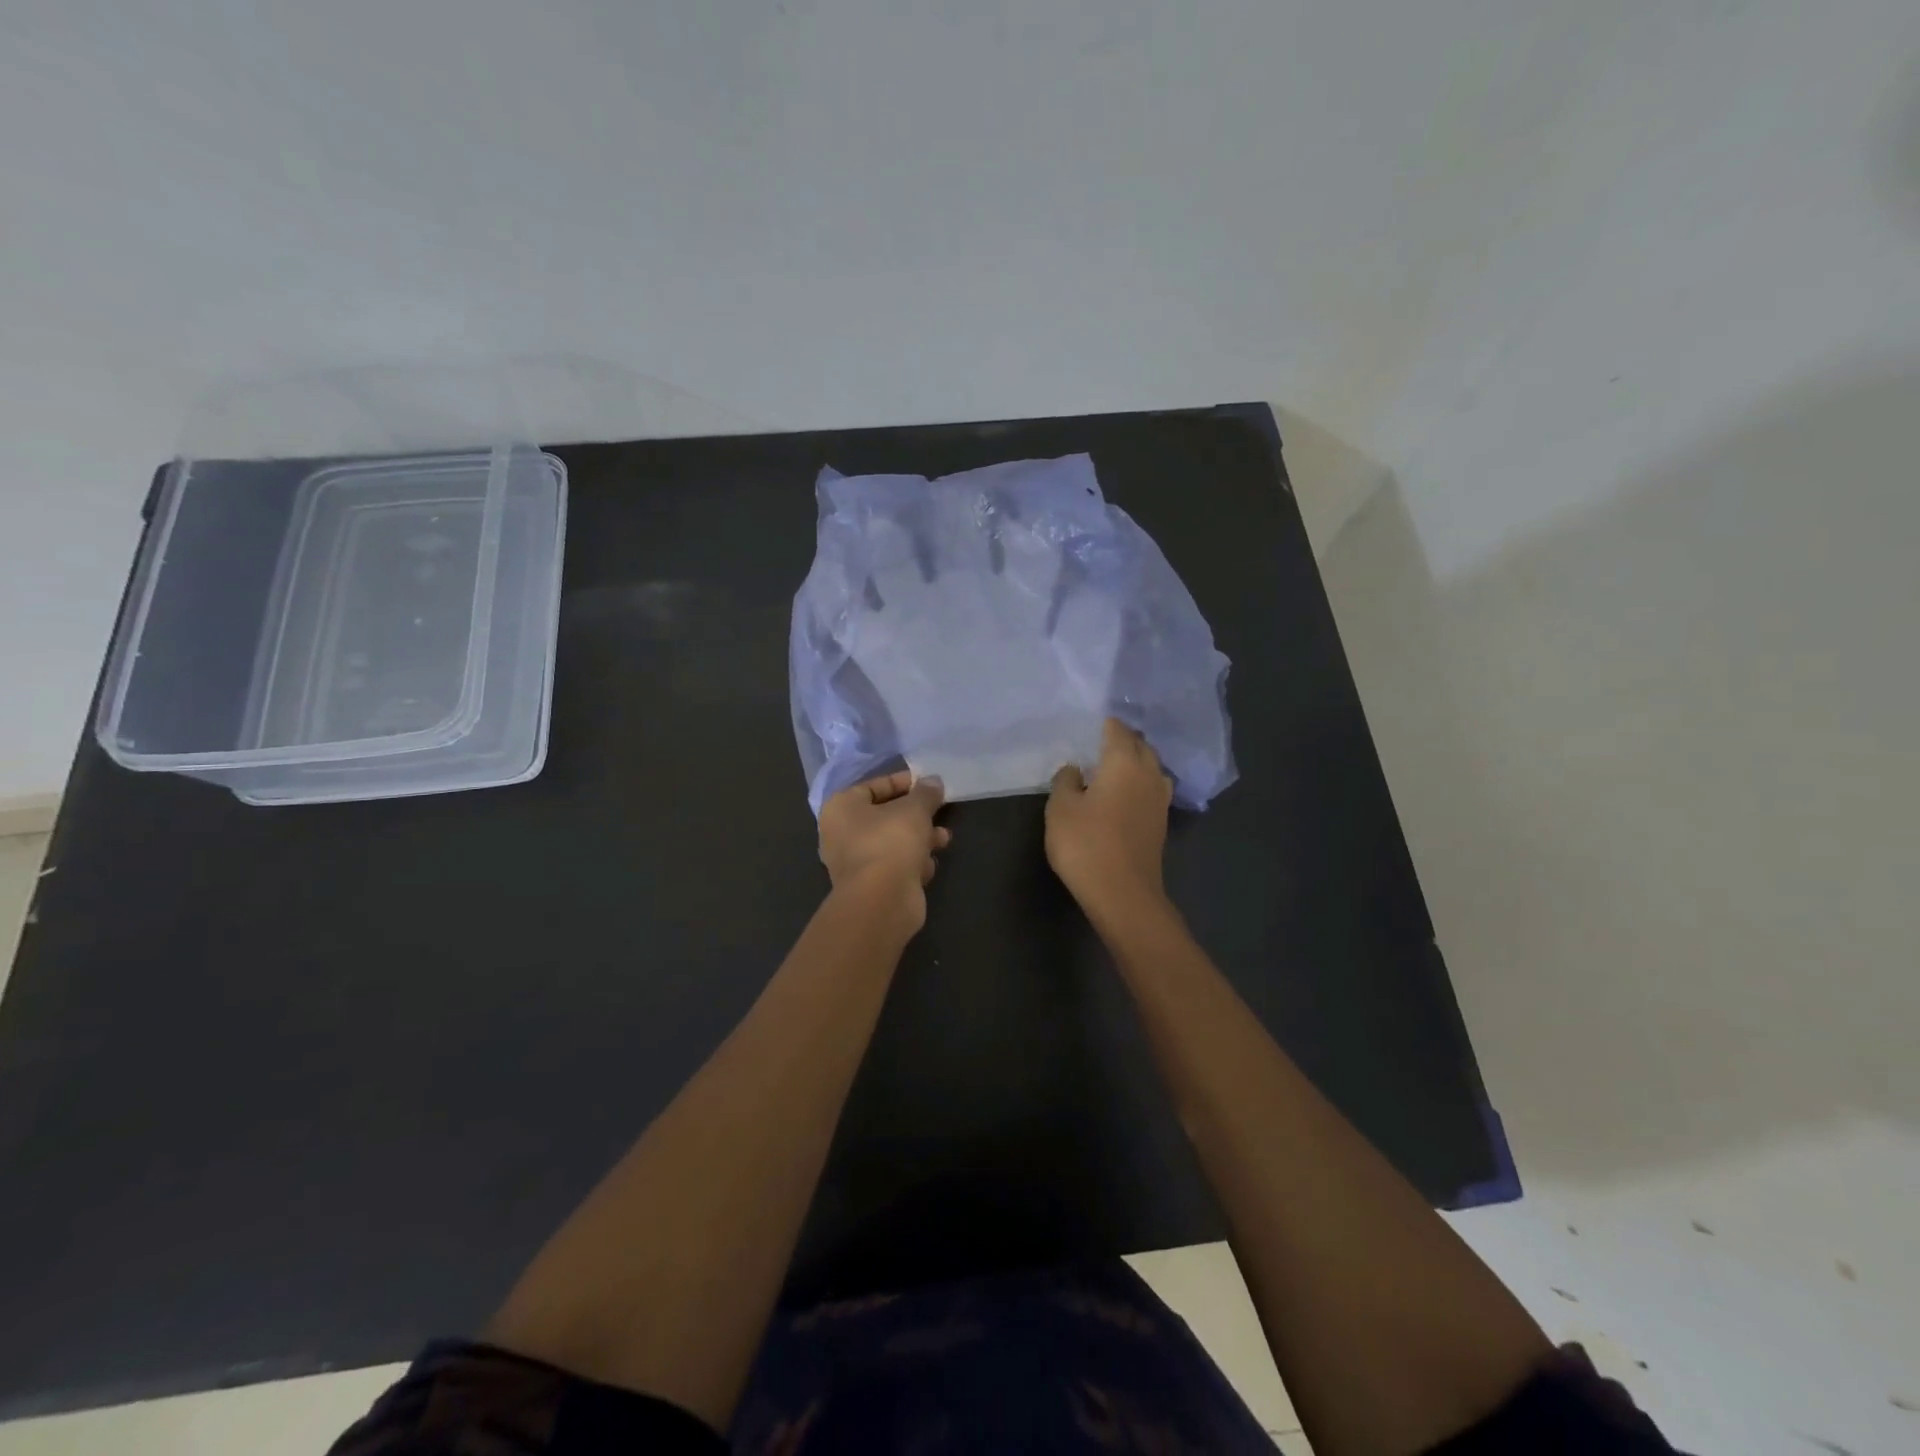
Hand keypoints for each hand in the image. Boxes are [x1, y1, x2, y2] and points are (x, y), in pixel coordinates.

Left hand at [819, 771, 950, 924]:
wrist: (882, 901)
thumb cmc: (891, 842)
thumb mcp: (914, 809)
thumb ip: (925, 792)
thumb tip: (933, 781)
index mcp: (841, 808)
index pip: (873, 786)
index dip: (903, 782)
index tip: (929, 784)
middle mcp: (841, 834)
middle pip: (885, 816)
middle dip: (916, 815)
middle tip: (940, 811)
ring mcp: (855, 863)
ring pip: (893, 842)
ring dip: (920, 839)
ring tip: (943, 839)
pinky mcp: (871, 886)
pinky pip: (895, 866)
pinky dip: (912, 864)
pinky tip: (928, 867)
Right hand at [1047, 719, 1172, 920]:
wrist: (1123, 894)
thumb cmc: (1086, 844)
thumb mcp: (1060, 809)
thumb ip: (1065, 781)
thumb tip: (1074, 769)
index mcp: (1124, 762)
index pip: (1117, 730)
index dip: (1104, 724)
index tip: (1089, 723)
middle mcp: (1149, 774)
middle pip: (1140, 745)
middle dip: (1123, 739)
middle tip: (1098, 741)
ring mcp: (1160, 800)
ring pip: (1151, 767)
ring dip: (1136, 761)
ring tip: (1114, 765)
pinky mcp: (1161, 822)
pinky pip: (1152, 788)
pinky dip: (1140, 783)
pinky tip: (1124, 793)